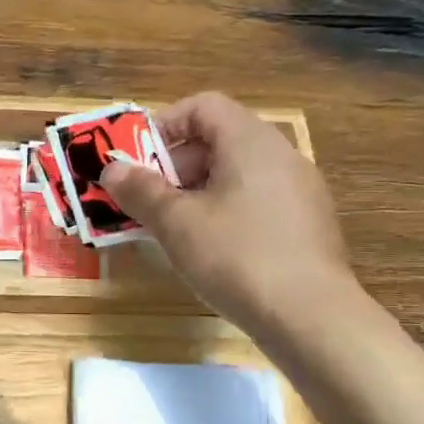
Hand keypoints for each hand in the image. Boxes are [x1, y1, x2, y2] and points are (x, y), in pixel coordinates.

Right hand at [100, 92, 356, 331]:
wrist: (311, 317)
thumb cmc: (237, 256)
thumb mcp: (176, 223)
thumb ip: (141, 191)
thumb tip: (112, 169)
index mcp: (250, 141)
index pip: (203, 106)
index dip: (164, 125)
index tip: (139, 161)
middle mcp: (281, 155)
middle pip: (219, 139)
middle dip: (175, 166)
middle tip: (149, 200)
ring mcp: (301, 190)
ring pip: (237, 174)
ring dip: (197, 192)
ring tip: (173, 229)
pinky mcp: (308, 224)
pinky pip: (258, 201)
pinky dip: (227, 212)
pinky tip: (212, 251)